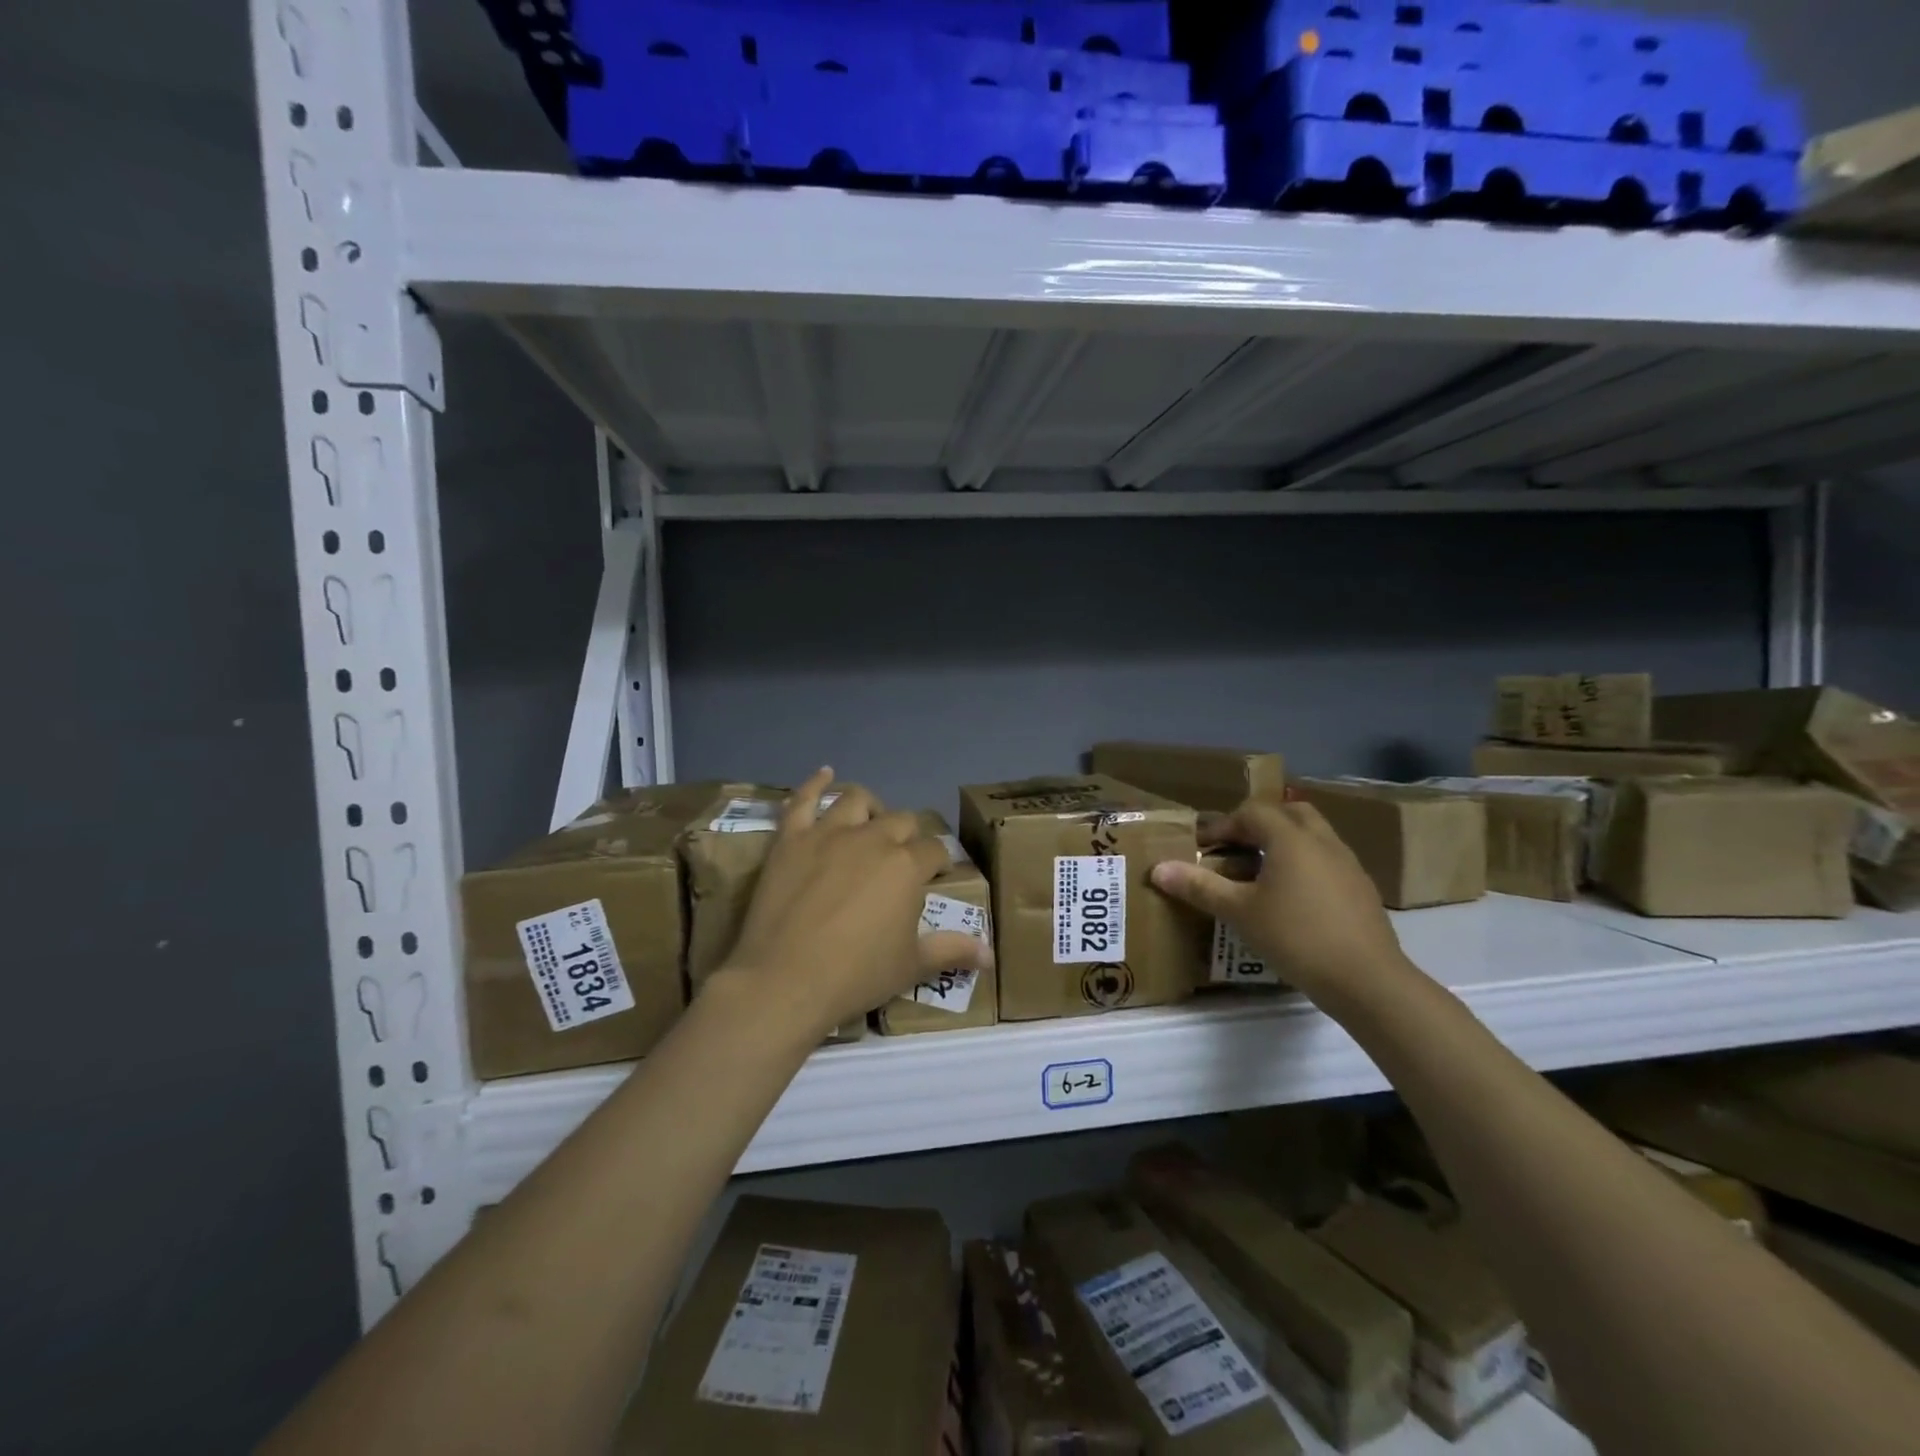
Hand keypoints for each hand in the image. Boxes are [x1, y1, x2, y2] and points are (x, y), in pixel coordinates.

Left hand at [716, 768, 992, 1038]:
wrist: (784, 980)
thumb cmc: (855, 975)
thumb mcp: (911, 966)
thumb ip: (952, 950)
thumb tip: (990, 954)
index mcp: (907, 865)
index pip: (935, 850)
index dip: (940, 862)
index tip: (937, 876)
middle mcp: (872, 838)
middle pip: (901, 821)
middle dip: (908, 836)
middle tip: (902, 860)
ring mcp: (828, 834)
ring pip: (857, 800)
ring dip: (870, 807)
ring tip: (870, 820)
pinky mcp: (791, 839)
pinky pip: (803, 800)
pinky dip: (815, 783)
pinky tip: (825, 773)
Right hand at [1150, 798, 1410, 1005]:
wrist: (1368, 980)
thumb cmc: (1296, 937)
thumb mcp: (1239, 912)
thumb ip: (1200, 887)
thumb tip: (1158, 869)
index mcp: (1290, 838)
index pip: (1252, 812)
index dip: (1222, 825)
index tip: (1201, 848)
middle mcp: (1322, 841)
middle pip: (1288, 813)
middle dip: (1258, 825)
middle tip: (1235, 849)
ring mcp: (1348, 864)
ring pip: (1312, 836)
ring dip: (1283, 844)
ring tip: (1260, 874)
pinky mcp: (1362, 889)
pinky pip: (1327, 861)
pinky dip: (1304, 866)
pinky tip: (1292, 900)